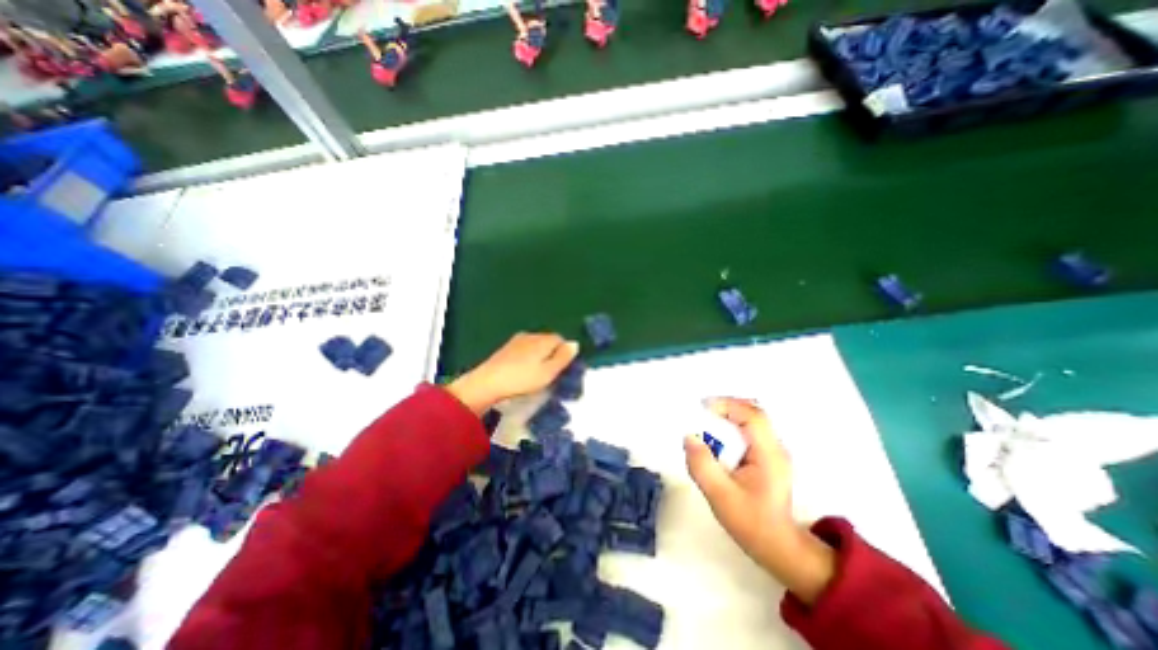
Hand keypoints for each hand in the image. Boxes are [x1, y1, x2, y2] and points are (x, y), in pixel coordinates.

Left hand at [449, 334, 583, 414]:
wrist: (488, 382)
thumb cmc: (522, 379)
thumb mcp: (548, 372)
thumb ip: (563, 357)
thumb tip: (575, 343)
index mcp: (543, 340)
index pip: (561, 340)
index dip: (564, 353)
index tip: (561, 369)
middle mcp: (531, 335)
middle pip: (548, 341)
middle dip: (552, 353)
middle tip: (550, 372)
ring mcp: (517, 340)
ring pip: (536, 344)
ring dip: (539, 355)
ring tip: (536, 373)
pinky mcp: (506, 348)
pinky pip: (524, 349)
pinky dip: (528, 357)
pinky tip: (522, 370)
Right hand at [680, 397, 838, 603]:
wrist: (778, 547)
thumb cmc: (751, 522)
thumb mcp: (720, 496)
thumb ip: (703, 465)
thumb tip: (689, 437)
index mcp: (769, 454)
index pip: (752, 416)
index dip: (727, 405)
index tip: (702, 407)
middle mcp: (775, 447)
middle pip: (753, 412)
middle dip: (726, 407)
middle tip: (701, 411)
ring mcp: (774, 451)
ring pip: (752, 419)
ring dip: (728, 415)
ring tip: (706, 421)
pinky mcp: (768, 456)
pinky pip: (749, 430)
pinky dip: (732, 425)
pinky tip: (718, 437)